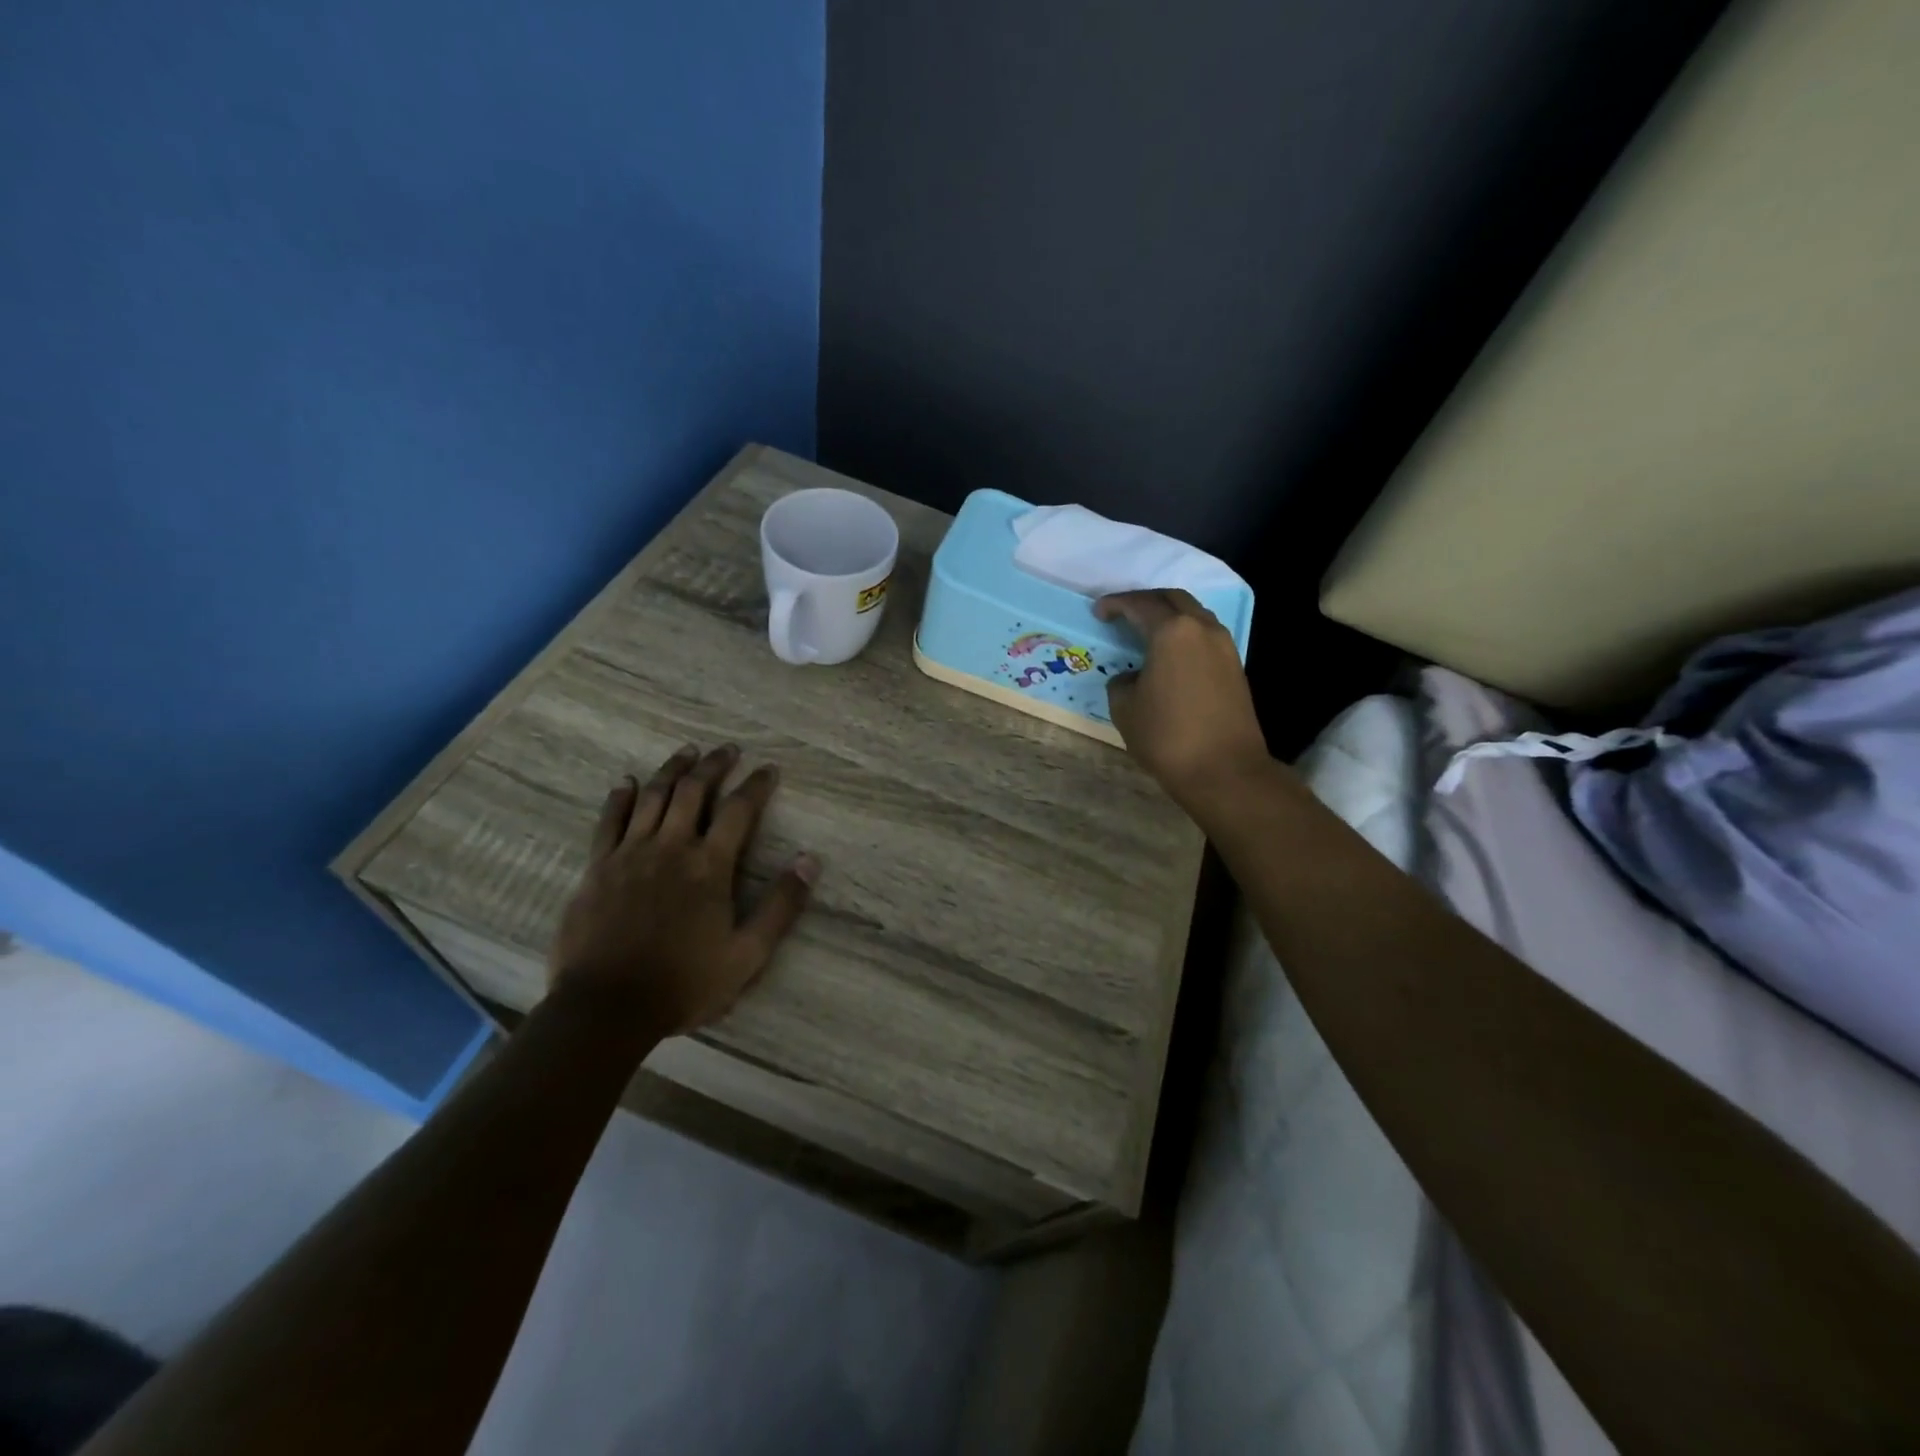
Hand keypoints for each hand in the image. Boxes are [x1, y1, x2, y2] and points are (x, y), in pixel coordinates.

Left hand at [547, 745, 818, 1035]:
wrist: (606, 1008)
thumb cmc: (684, 984)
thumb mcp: (747, 955)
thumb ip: (781, 906)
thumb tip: (809, 860)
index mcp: (709, 867)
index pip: (738, 810)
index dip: (756, 785)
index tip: (769, 769)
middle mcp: (670, 848)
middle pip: (693, 791)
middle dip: (714, 765)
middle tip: (728, 749)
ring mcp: (629, 854)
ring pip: (652, 796)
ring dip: (672, 769)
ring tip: (687, 751)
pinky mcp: (598, 868)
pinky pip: (609, 820)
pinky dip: (619, 797)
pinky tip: (626, 782)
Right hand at [1094, 589, 1270, 810]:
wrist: (1224, 770)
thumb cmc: (1167, 736)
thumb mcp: (1125, 708)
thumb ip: (1122, 683)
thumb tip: (1132, 678)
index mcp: (1172, 632)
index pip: (1140, 605)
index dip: (1115, 604)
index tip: (1098, 612)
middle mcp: (1202, 629)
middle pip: (1172, 599)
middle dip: (1145, 602)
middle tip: (1122, 614)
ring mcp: (1224, 646)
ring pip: (1193, 615)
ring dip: (1168, 616)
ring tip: (1146, 632)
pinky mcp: (1235, 667)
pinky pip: (1205, 636)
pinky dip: (1184, 635)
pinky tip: (1169, 654)